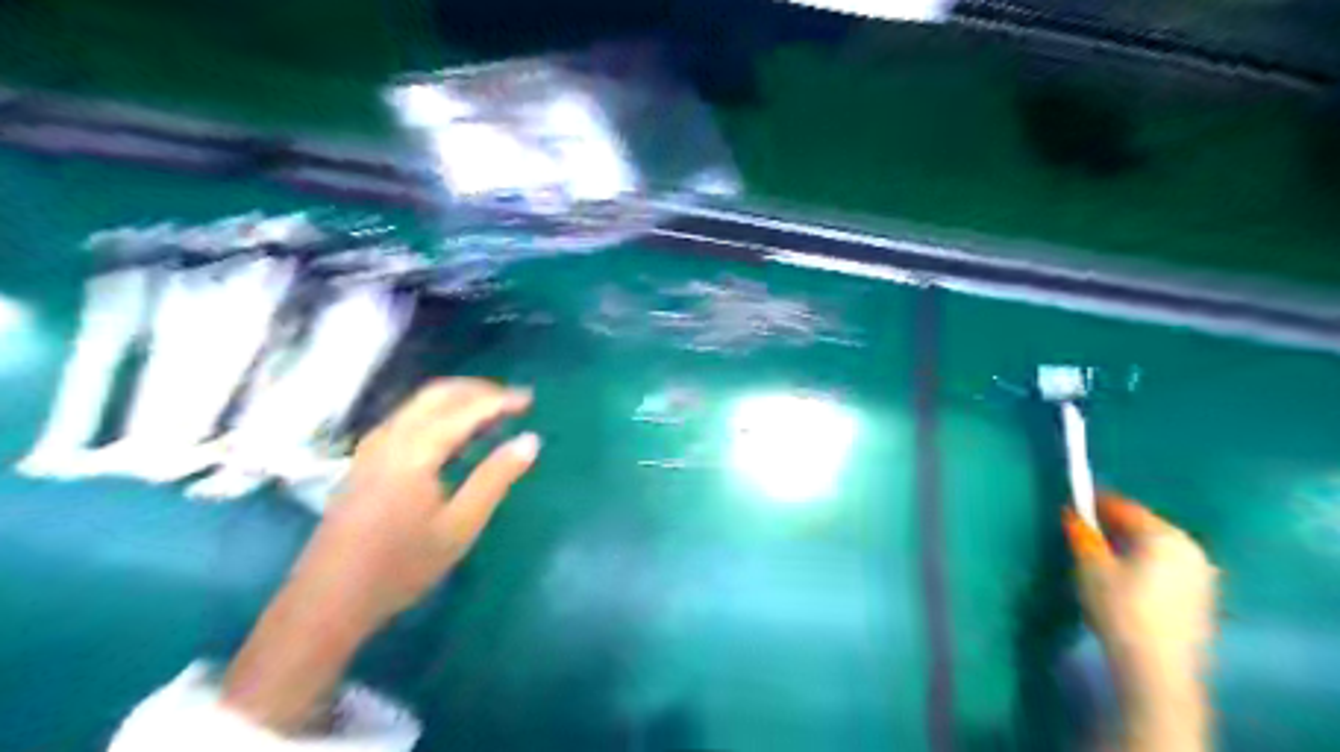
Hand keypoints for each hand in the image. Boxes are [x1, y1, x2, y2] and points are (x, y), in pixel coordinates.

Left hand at [300, 375, 536, 626]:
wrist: (326, 600)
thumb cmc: (401, 566)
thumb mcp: (460, 526)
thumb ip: (496, 478)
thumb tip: (530, 440)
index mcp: (415, 450)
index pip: (465, 408)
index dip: (500, 400)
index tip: (530, 399)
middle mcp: (390, 437)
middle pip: (436, 394)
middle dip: (477, 390)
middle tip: (512, 401)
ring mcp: (372, 447)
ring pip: (418, 404)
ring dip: (457, 399)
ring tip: (490, 413)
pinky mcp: (364, 460)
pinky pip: (406, 418)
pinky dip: (437, 413)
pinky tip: (450, 435)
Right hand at [1063, 494, 1221, 750]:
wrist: (1159, 670)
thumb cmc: (1120, 608)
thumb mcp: (1090, 566)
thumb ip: (1082, 534)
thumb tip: (1073, 513)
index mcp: (1165, 534)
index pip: (1125, 506)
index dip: (1096, 503)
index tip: (1073, 505)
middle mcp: (1191, 548)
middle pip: (1145, 526)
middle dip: (1115, 527)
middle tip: (1085, 533)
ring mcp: (1202, 576)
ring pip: (1157, 549)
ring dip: (1131, 548)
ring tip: (1102, 559)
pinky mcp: (1203, 600)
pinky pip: (1168, 569)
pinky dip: (1146, 567)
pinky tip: (1126, 583)